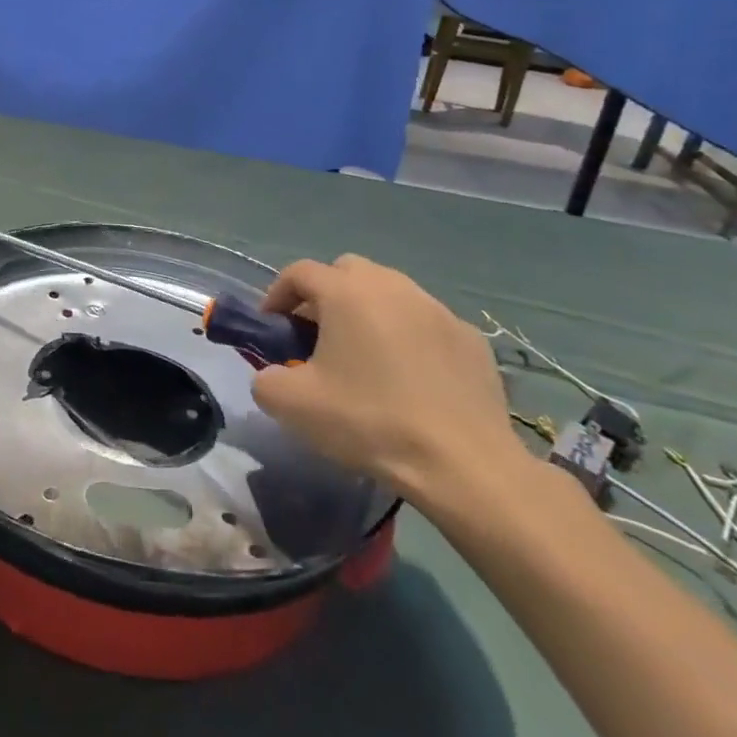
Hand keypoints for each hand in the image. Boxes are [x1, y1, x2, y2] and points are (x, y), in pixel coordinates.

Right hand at [251, 255, 526, 504]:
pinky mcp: (472, 339)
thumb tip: (274, 375)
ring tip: (364, 355)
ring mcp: (438, 310)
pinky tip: (409, 376)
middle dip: (325, 295)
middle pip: (347, 271)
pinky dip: (409, 336)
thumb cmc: (369, 422)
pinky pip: (426, 322)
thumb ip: (265, 379)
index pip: (299, 272)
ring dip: (368, 312)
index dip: (277, 295)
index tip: (272, 328)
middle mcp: (393, 286)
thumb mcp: (291, 405)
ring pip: (390, 292)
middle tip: (317, 335)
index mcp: (347, 292)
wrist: (463, 465)